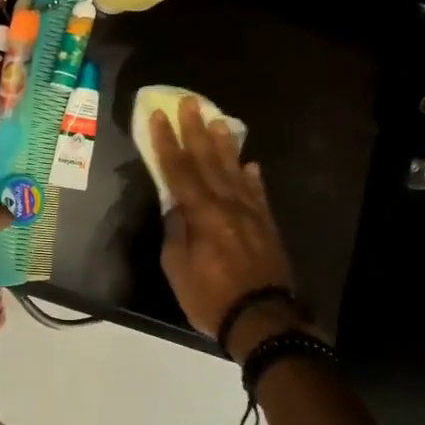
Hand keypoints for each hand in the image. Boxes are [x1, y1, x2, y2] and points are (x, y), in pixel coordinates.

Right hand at [152, 95, 306, 359]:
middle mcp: (227, 205)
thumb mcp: (178, 269)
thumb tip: (175, 207)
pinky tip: (249, 164)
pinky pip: (257, 194)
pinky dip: (251, 177)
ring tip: (217, 120)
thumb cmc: (211, 298)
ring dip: (224, 144)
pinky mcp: (266, 225)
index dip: (167, 142)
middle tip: (189, 103)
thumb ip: (176, 232)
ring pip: (234, 171)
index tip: (158, 117)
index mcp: (202, 214)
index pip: (179, 171)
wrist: (263, 321)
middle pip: (208, 161)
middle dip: (195, 130)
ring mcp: (251, 213)